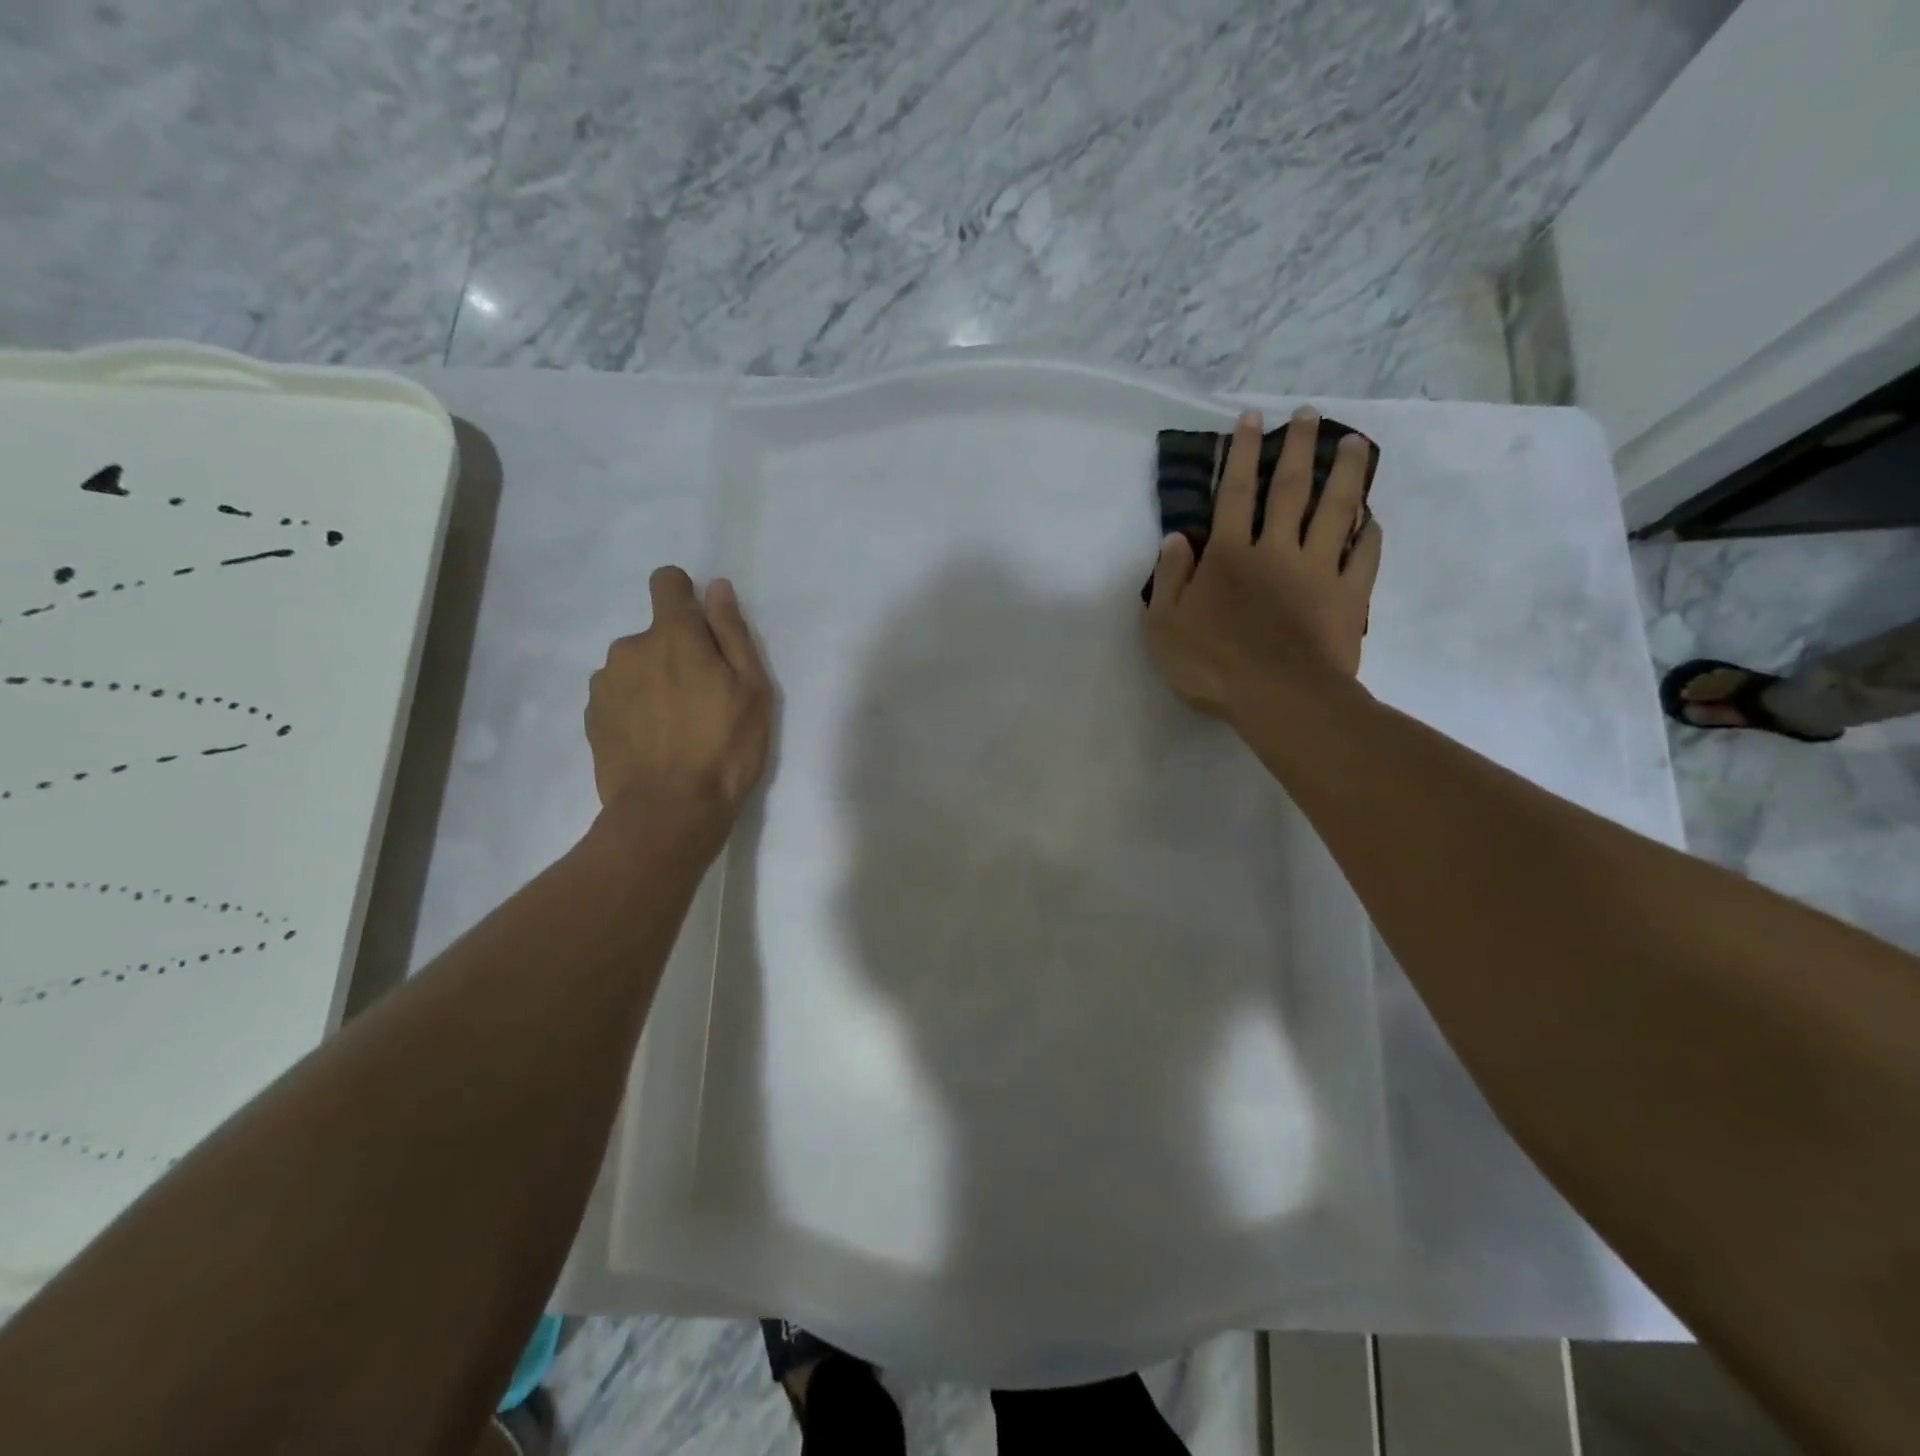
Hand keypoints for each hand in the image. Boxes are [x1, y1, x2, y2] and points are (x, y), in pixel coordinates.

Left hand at [586, 566, 772, 821]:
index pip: (667, 582)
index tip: (702, 629)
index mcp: (673, 635)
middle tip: (703, 698)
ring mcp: (605, 683)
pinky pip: (619, 696)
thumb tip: (718, 589)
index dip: (686, 596)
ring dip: (654, 681)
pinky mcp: (592, 716)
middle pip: (655, 633)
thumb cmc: (724, 748)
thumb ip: (732, 633)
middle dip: (677, 652)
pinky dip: (635, 708)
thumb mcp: (752, 690)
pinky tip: (654, 742)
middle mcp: (630, 648)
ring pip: (635, 666)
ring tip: (677, 725)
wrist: (669, 812)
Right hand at [1144, 407, 1381, 719]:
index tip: (1250, 419)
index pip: (1234, 494)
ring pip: (1335, 511)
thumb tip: (1176, 538)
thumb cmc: (1212, 665)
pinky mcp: (1347, 596)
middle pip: (1290, 489)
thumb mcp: (1164, 626)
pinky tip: (1372, 518)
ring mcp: (1317, 571)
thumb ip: (1170, 579)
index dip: (1241, 454)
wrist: (1279, 698)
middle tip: (1310, 415)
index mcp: (1229, 555)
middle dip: (1298, 448)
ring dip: (1345, 474)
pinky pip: (1362, 556)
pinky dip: (1368, 533)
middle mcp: (1275, 550)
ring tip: (1356, 442)